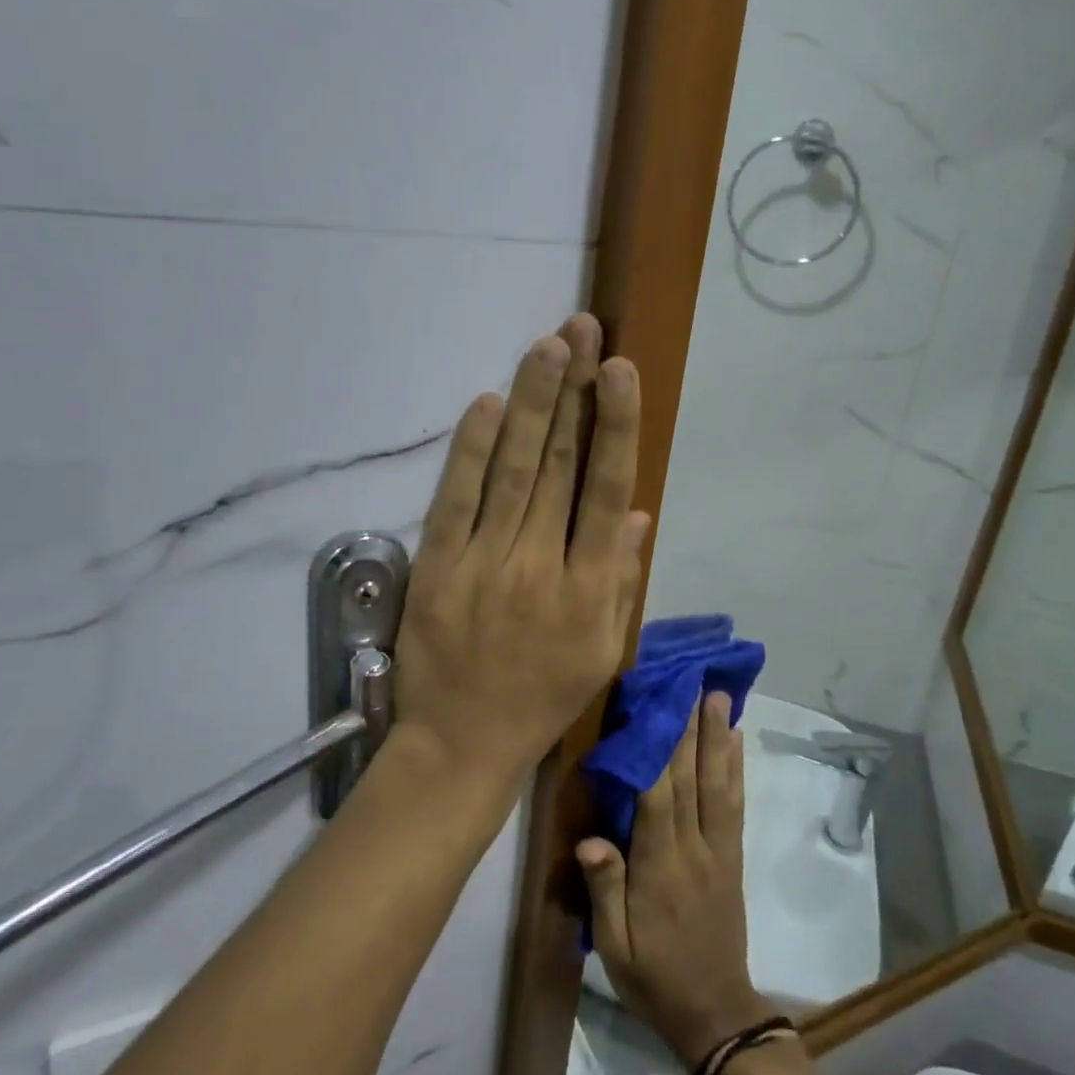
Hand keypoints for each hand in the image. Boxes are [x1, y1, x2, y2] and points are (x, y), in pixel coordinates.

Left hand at [392, 313, 649, 796]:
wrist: (462, 743)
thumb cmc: (542, 698)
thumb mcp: (603, 650)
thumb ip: (623, 578)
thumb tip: (636, 510)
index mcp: (590, 589)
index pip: (606, 490)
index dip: (616, 426)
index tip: (621, 371)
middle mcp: (541, 565)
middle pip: (560, 465)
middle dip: (574, 391)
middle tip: (582, 332)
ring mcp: (485, 562)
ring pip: (513, 470)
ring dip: (531, 403)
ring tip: (548, 347)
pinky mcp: (438, 566)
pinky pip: (456, 498)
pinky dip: (472, 449)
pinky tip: (488, 404)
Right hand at [577, 693, 775, 1066]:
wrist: (715, 1013)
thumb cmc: (654, 976)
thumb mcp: (616, 946)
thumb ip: (605, 890)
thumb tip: (590, 838)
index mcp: (660, 868)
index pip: (657, 799)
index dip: (656, 751)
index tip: (653, 708)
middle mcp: (694, 849)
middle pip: (691, 780)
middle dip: (690, 728)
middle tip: (692, 682)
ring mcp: (719, 850)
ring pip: (719, 784)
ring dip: (718, 738)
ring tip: (719, 697)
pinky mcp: (733, 857)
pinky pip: (735, 805)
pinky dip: (736, 768)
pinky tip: (737, 742)